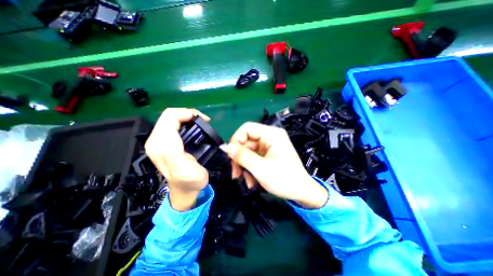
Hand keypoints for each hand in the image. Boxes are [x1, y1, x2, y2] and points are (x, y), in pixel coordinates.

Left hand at [145, 108, 209, 211]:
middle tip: (204, 120)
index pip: (170, 117)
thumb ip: (174, 150)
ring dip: (187, 117)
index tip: (205, 120)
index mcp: (161, 144)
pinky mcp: (163, 142)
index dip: (188, 113)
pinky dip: (184, 122)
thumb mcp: (184, 169)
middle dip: (188, 114)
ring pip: (171, 119)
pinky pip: (172, 125)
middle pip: (169, 116)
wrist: (185, 190)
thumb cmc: (189, 180)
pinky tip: (193, 128)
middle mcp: (155, 140)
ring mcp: (158, 141)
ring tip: (200, 123)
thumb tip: (177, 131)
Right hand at [223, 122, 326, 207]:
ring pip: (248, 151)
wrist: (301, 193)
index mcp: (272, 134)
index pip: (247, 128)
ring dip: (244, 166)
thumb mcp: (260, 168)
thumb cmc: (284, 180)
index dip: (236, 140)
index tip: (231, 156)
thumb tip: (224, 147)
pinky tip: (252, 181)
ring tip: (246, 181)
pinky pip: (254, 157)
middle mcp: (270, 137)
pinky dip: (250, 168)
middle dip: (239, 158)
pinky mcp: (268, 154)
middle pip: (246, 141)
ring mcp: (269, 146)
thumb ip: (241, 156)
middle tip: (236, 174)